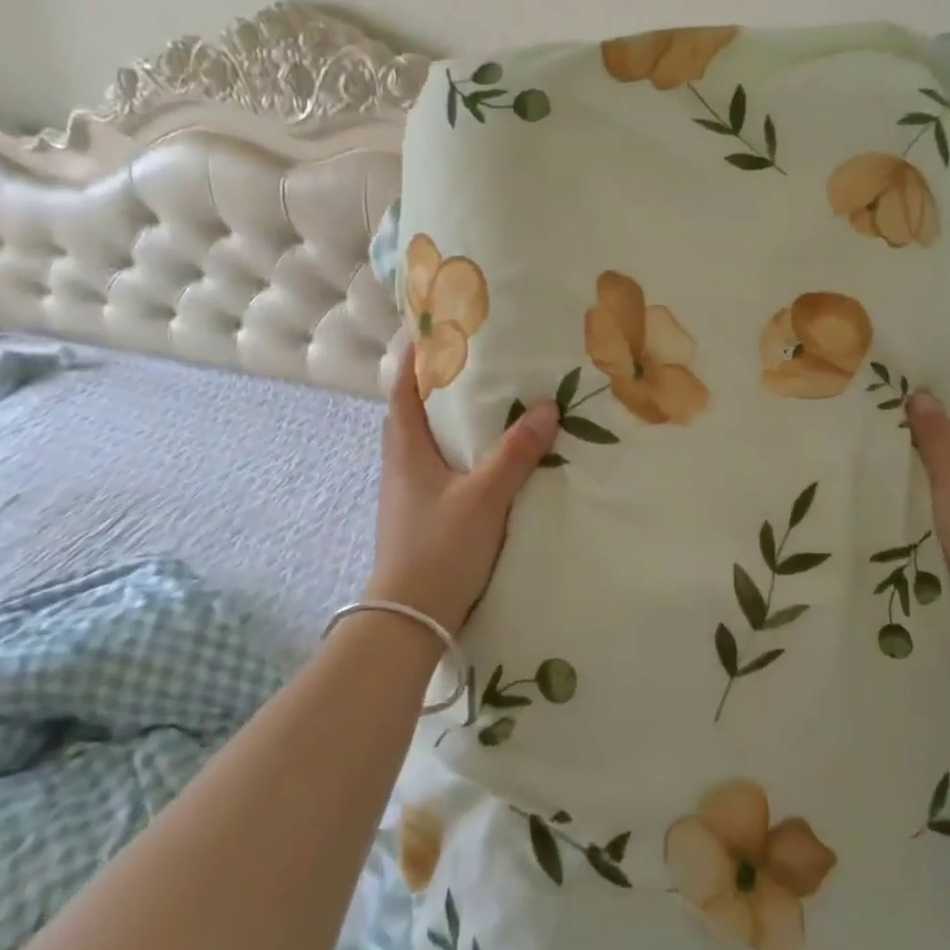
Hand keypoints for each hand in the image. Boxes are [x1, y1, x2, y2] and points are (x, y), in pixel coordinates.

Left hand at [367, 348, 559, 633]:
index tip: (438, 330)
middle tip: (478, 363)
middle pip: (414, 411)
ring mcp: (408, 492)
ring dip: (450, 420)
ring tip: (489, 404)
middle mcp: (401, 464)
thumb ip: (516, 453)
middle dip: (439, 384)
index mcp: (406, 448)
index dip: (416, 358)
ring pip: (428, 441)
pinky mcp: (421, 515)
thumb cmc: (440, 548)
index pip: (403, 389)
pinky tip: (487, 459)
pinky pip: (439, 467)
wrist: (410, 618)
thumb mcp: (485, 496)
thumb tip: (548, 407)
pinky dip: (459, 451)